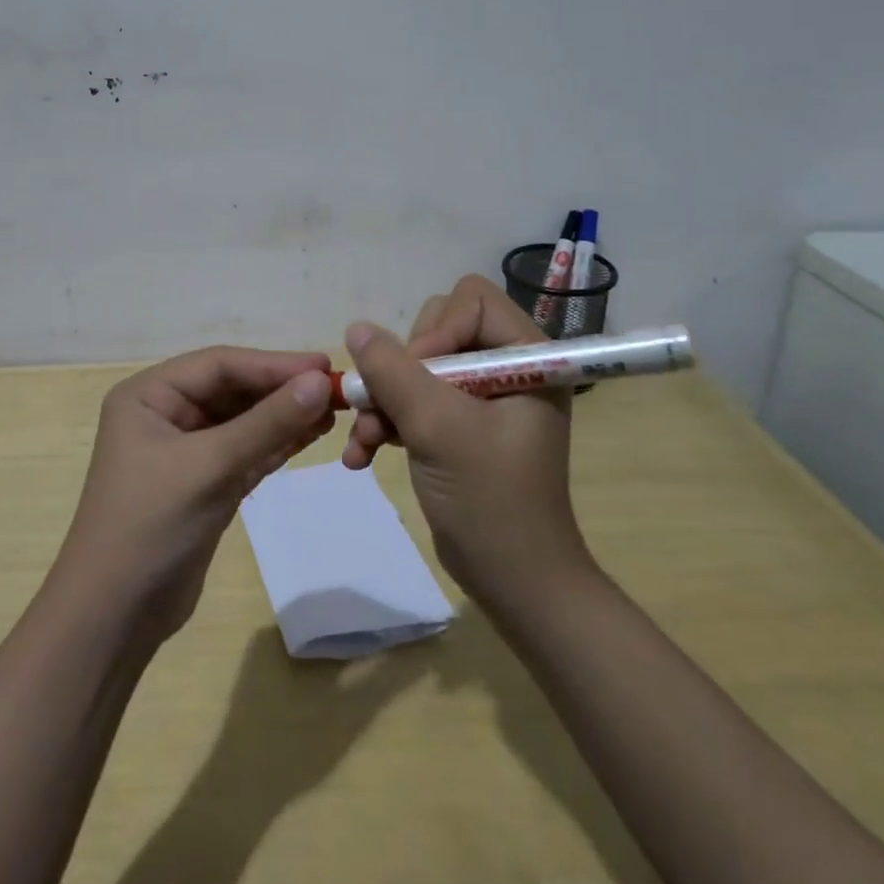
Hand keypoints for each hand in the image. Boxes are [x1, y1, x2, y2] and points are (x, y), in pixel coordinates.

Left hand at [56, 347, 335, 640]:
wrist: (114, 617)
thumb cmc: (151, 525)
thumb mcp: (210, 467)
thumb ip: (267, 423)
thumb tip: (322, 381)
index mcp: (148, 395)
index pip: (219, 365)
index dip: (273, 363)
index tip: (324, 366)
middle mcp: (164, 413)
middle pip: (232, 389)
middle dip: (280, 390)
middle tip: (335, 390)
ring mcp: (183, 450)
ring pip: (242, 421)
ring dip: (283, 416)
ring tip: (332, 412)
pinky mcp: (202, 483)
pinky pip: (244, 451)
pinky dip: (275, 444)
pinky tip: (310, 436)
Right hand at [340, 275, 592, 606]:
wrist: (513, 583)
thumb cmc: (490, 500)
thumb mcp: (438, 428)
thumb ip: (394, 371)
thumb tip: (357, 328)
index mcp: (527, 356)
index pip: (471, 300)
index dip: (437, 331)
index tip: (420, 378)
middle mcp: (505, 368)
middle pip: (437, 328)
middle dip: (401, 371)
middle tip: (390, 409)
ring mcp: (480, 398)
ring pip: (416, 366)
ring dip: (383, 401)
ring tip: (363, 441)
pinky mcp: (458, 425)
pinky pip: (412, 400)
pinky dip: (386, 422)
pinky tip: (362, 455)